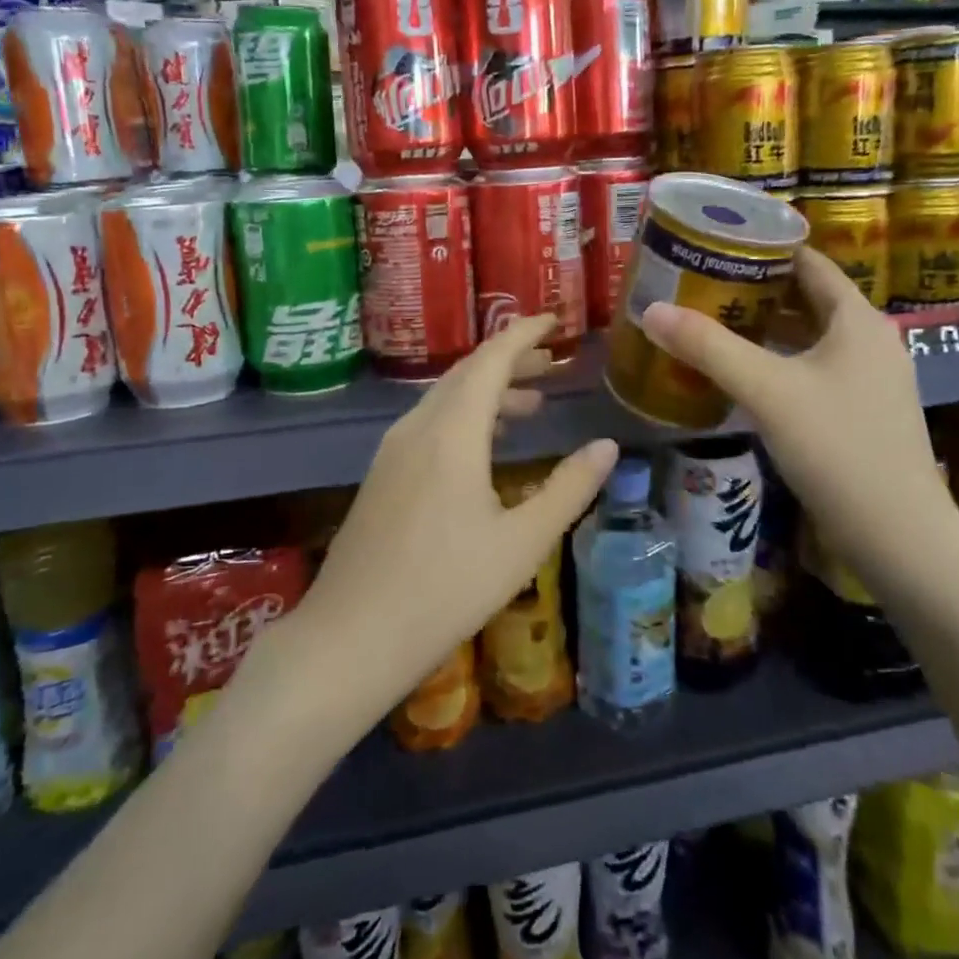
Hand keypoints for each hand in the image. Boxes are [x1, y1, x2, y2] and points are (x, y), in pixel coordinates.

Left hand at [287, 315, 616, 732]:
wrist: (350, 638)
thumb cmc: (445, 590)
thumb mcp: (522, 543)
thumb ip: (569, 489)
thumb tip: (607, 446)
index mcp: (451, 433)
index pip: (490, 360)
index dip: (523, 334)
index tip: (554, 320)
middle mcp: (417, 427)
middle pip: (467, 373)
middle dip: (510, 359)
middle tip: (553, 361)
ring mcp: (393, 450)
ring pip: (446, 399)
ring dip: (488, 391)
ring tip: (531, 403)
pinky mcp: (382, 474)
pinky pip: (430, 423)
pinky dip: (465, 416)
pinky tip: (485, 446)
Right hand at [638, 248, 957, 579]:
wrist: (899, 537)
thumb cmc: (837, 448)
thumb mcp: (766, 390)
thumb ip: (708, 347)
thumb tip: (651, 309)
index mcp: (857, 319)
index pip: (810, 262)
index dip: (766, 248)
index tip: (718, 243)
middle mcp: (870, 340)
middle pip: (809, 298)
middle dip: (758, 288)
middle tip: (703, 282)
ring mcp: (870, 379)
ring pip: (811, 337)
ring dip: (767, 327)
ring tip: (714, 321)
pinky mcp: (862, 412)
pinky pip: (814, 369)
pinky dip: (780, 361)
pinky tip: (744, 374)